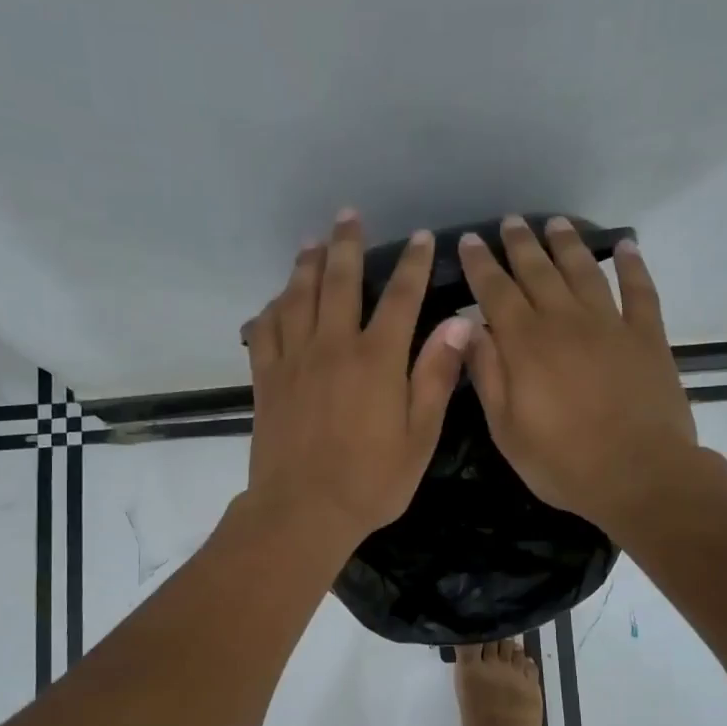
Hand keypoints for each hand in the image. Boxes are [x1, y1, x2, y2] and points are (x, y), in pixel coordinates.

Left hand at [242, 209, 471, 553]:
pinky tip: (278, 299)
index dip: (414, 264)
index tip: (422, 238)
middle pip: (340, 281)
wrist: (303, 510)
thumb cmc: (371, 482)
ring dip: (307, 264)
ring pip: (298, 297)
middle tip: (349, 215)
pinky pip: (266, 329)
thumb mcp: (419, 437)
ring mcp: (294, 360)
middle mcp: (333, 346)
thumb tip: (460, 323)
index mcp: (377, 360)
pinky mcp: (267, 379)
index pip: (401, 297)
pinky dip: (273, 307)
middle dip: (347, 244)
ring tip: (313, 242)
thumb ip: (436, 376)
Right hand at [458, 216, 700, 533]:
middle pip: (538, 272)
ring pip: (584, 271)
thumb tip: (467, 327)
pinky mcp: (647, 336)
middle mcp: (565, 322)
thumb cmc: (562, 462)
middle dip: (520, 244)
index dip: (481, 265)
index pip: (495, 292)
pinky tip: (627, 245)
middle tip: (510, 222)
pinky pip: (640, 290)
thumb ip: (487, 374)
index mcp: (525, 345)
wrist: (639, 474)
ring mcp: (610, 325)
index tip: (470, 240)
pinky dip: (633, 265)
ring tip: (555, 223)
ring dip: (567, 244)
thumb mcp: (506, 429)